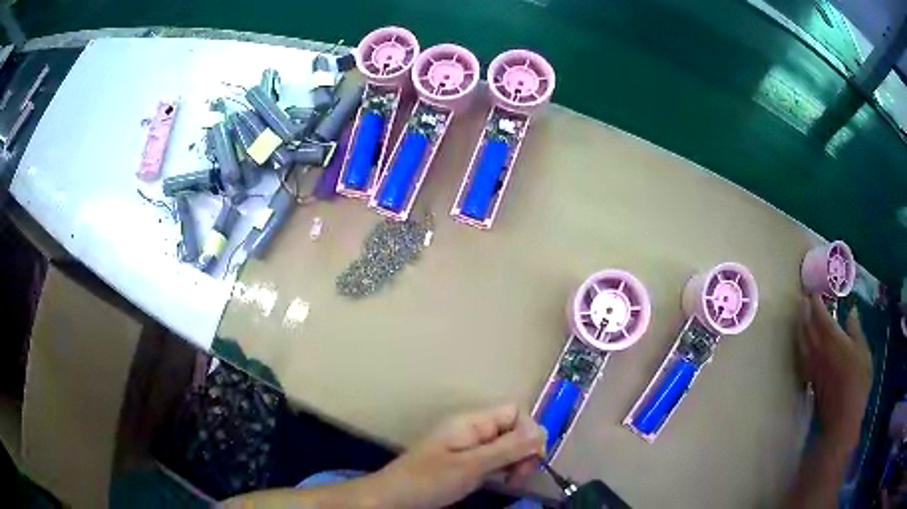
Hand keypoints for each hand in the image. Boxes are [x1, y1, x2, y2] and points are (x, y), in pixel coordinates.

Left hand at [373, 404, 545, 507]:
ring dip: (517, 460)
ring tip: (512, 480)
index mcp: (472, 422)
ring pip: (508, 445)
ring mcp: (470, 446)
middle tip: (520, 475)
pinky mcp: (468, 462)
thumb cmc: (428, 480)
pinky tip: (504, 481)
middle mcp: (474, 429)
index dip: (529, 431)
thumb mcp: (470, 466)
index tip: (530, 459)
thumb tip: (542, 433)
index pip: (515, 412)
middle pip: (514, 428)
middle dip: (526, 448)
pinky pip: (496, 458)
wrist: (393, 497)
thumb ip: (506, 449)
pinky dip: (505, 467)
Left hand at [798, 294, 871, 448]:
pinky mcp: (810, 381)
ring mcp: (812, 367)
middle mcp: (818, 351)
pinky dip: (801, 344)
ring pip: (802, 342)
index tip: (812, 291)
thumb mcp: (863, 351)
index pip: (820, 316)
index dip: (815, 302)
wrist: (842, 419)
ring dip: (800, 326)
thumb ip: (855, 330)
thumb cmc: (857, 382)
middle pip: (807, 327)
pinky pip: (802, 357)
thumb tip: (851, 311)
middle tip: (801, 298)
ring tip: (799, 315)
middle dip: (804, 311)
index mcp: (832, 340)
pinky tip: (801, 343)